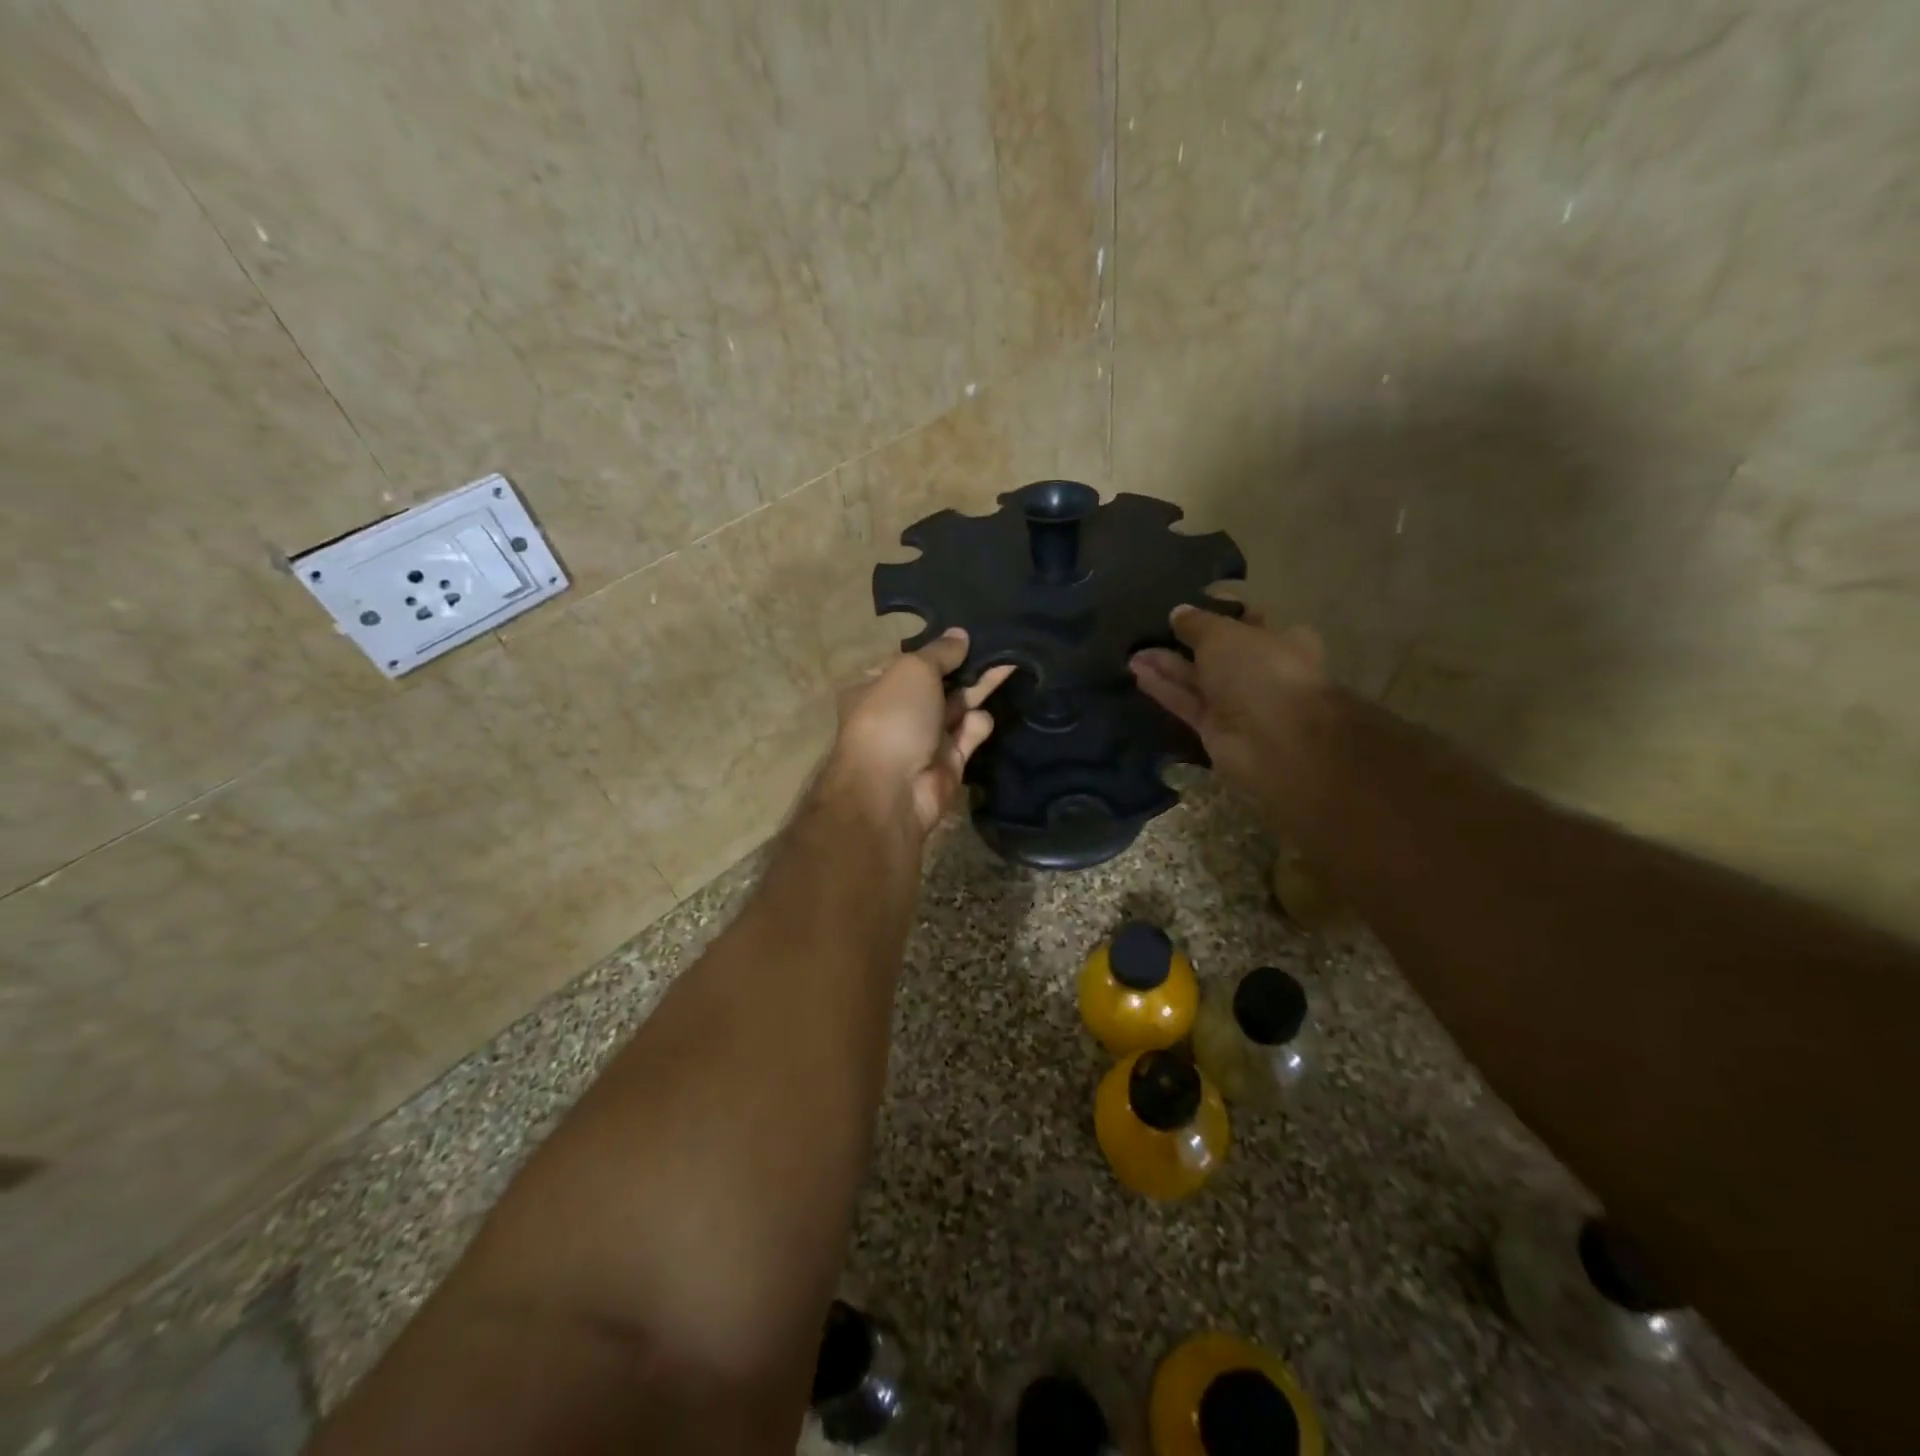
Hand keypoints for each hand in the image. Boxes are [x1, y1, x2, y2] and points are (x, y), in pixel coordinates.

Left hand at [823, 630, 1016, 836]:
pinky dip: (978, 725)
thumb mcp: (913, 670)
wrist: (894, 790)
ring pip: (959, 706)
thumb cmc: (893, 718)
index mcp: (876, 686)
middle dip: (966, 665)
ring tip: (1009, 662)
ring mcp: (924, 738)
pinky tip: (982, 716)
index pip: (909, 661)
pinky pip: (969, 734)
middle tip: (1000, 643)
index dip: (937, 648)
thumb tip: (960, 634)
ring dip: (980, 688)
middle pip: (939, 683)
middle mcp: (899, 711)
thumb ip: (940, 652)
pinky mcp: (949, 762)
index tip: (967, 633)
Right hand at [1130, 607, 1330, 828]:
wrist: (1274, 743)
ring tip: (1133, 651)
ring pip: (1197, 679)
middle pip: (1217, 653)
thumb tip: (1178, 612)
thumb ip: (1197, 623)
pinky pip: (1186, 702)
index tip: (1186, 607)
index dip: (1217, 613)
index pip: (1247, 621)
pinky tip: (1137, 672)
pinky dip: (1164, 688)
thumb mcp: (1223, 634)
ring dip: (1167, 665)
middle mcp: (1262, 671)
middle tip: (1150, 629)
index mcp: (1283, 640)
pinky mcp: (1215, 728)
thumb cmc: (1260, 671)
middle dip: (1185, 641)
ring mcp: (1238, 703)